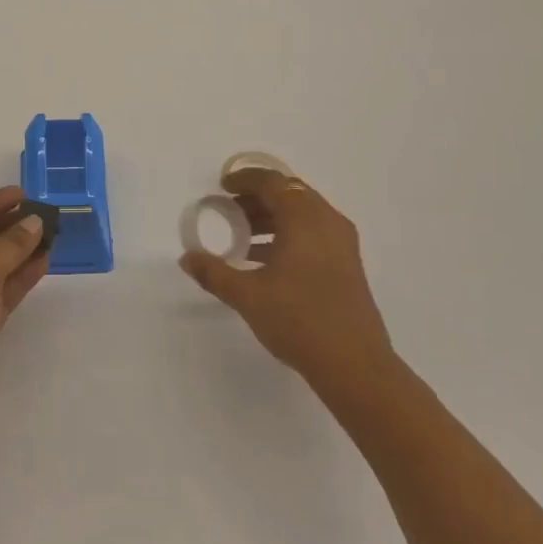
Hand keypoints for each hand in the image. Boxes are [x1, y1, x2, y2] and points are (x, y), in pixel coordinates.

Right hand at [179, 168, 396, 394]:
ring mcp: (342, 243)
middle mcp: (327, 221)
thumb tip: (187, 258)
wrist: (355, 365)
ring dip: (273, 217)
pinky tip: (267, 260)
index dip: (245, 179)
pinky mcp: (348, 263)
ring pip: (303, 214)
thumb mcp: (248, 296)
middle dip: (257, 198)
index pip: (273, 182)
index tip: (222, 186)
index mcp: (304, 219)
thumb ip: (214, 273)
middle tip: (228, 210)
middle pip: (289, 194)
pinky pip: (314, 232)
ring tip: (243, 237)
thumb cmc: (299, 320)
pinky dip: (289, 234)